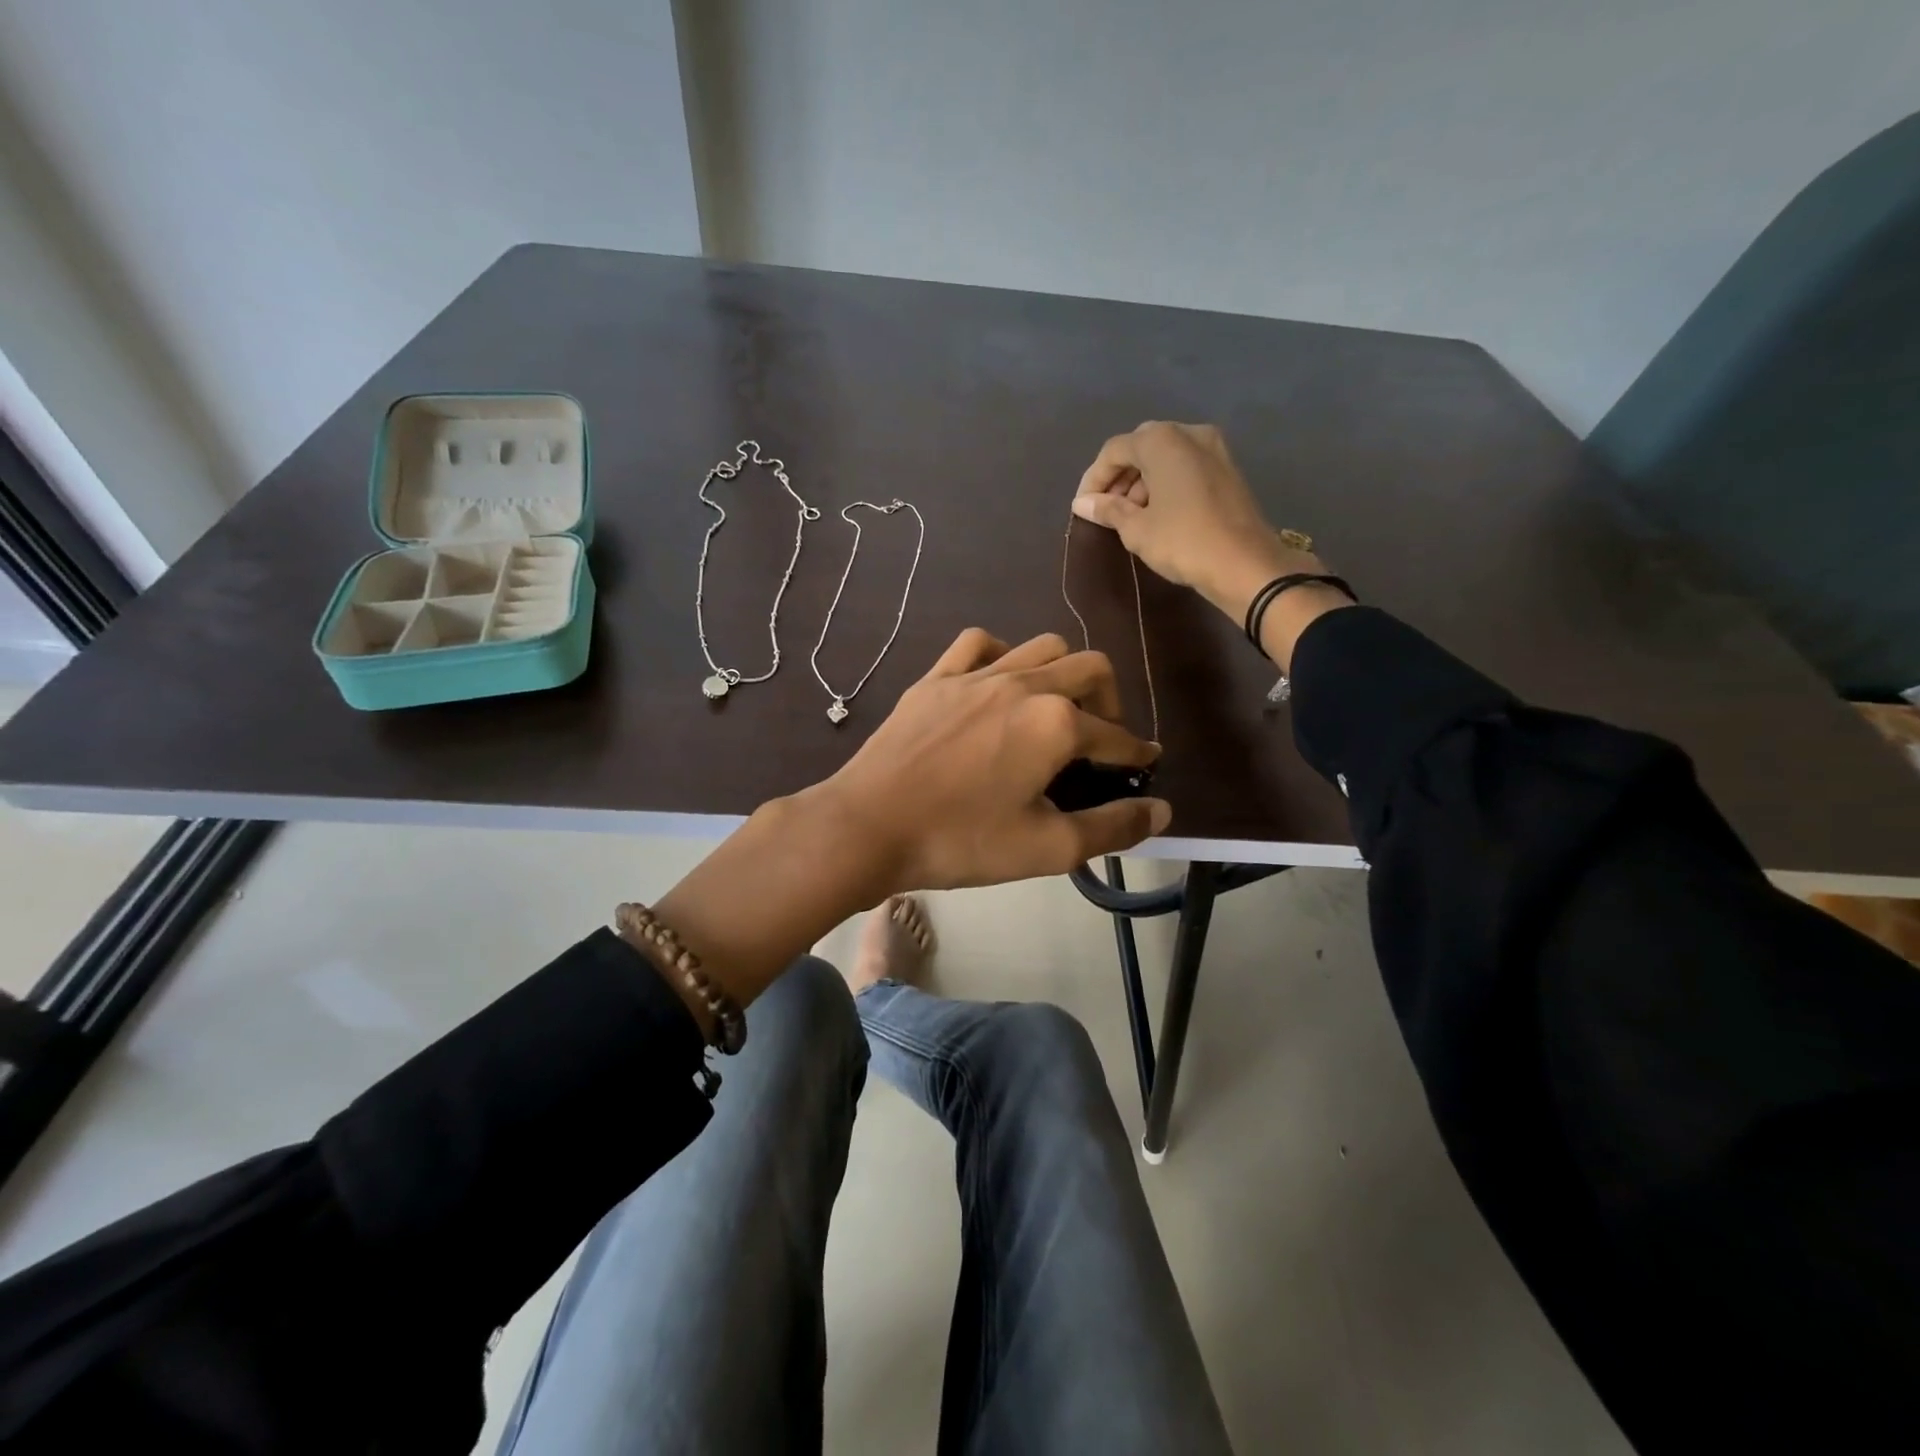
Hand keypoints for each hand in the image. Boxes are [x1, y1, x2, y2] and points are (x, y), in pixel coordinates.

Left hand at [820, 628, 1170, 891]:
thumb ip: (1112, 828)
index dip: (1136, 753)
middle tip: (1099, 740)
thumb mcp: (1047, 848)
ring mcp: (976, 674)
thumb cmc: (961, 841)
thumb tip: (1160, 811)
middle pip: (1091, 668)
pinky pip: (980, 643)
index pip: (1116, 736)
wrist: (868, 826)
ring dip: (1063, 673)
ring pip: (1042, 646)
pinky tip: (998, 684)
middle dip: (1109, 702)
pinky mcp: (937, 677)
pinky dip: (1002, 655)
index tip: (1144, 762)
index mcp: (1056, 724)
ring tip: (1054, 710)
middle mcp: (1024, 684)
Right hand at [1072, 420, 1319, 622]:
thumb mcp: (1136, 529)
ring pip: (1165, 457)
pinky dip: (1166, 483)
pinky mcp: (1228, 469)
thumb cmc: (1183, 541)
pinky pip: (1185, 467)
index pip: (1114, 450)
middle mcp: (1188, 433)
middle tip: (1106, 510)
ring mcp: (1214, 448)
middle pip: (1140, 447)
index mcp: (1162, 441)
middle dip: (1119, 477)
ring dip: (1142, 481)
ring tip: (1130, 517)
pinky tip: (1158, 514)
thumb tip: (1082, 503)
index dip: (1093, 478)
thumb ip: (1107, 509)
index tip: (1083, 507)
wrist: (1245, 564)